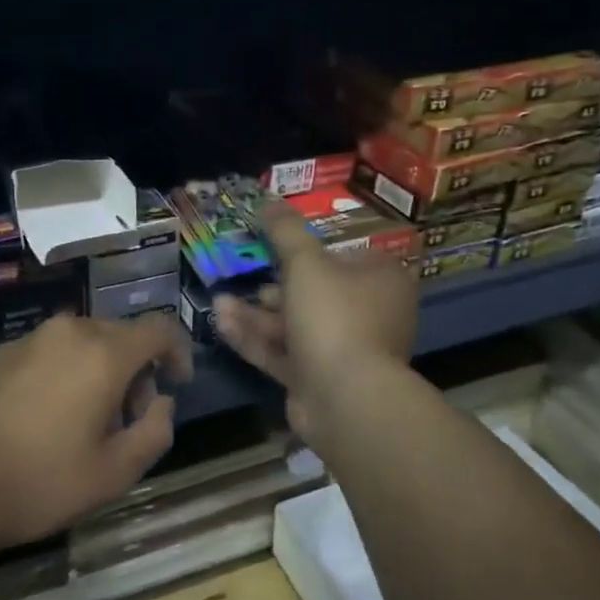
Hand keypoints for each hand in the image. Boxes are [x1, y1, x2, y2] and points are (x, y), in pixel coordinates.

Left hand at [0, 313, 192, 566]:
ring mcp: (29, 338)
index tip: (177, 383)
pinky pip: (49, 350)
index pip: (158, 328)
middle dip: (136, 369)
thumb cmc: (41, 480)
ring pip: (82, 341)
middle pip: (119, 335)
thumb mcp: (114, 472)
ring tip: (85, 420)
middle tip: (129, 418)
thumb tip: (162, 402)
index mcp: (104, 353)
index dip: (177, 351)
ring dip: (98, 370)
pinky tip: (45, 414)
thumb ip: (155, 431)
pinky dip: (64, 370)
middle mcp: (69, 331)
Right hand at [213, 204, 416, 451]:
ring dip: (256, 314)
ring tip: (218, 302)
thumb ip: (285, 231)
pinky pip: (284, 354)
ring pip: (294, 325)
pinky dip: (255, 339)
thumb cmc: (333, 315)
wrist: (345, 398)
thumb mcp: (305, 262)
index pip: (347, 257)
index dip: (312, 251)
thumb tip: (269, 201)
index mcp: (381, 281)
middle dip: (273, 286)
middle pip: (316, 293)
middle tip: (245, 275)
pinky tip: (222, 324)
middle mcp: (369, 315)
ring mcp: (345, 352)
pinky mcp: (319, 381)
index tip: (276, 247)